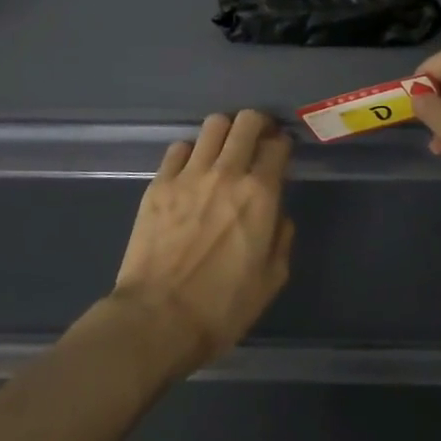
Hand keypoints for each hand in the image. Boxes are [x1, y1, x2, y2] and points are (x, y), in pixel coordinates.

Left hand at [112, 110, 294, 375]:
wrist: (158, 319)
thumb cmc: (221, 308)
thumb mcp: (270, 281)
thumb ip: (281, 239)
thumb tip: (278, 216)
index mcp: (260, 195)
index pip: (278, 146)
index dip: (283, 145)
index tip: (281, 152)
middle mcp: (227, 173)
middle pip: (246, 121)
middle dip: (257, 124)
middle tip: (257, 138)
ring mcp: (189, 174)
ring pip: (213, 125)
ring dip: (225, 132)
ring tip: (224, 148)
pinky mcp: (159, 183)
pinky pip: (178, 148)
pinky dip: (190, 152)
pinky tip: (191, 169)